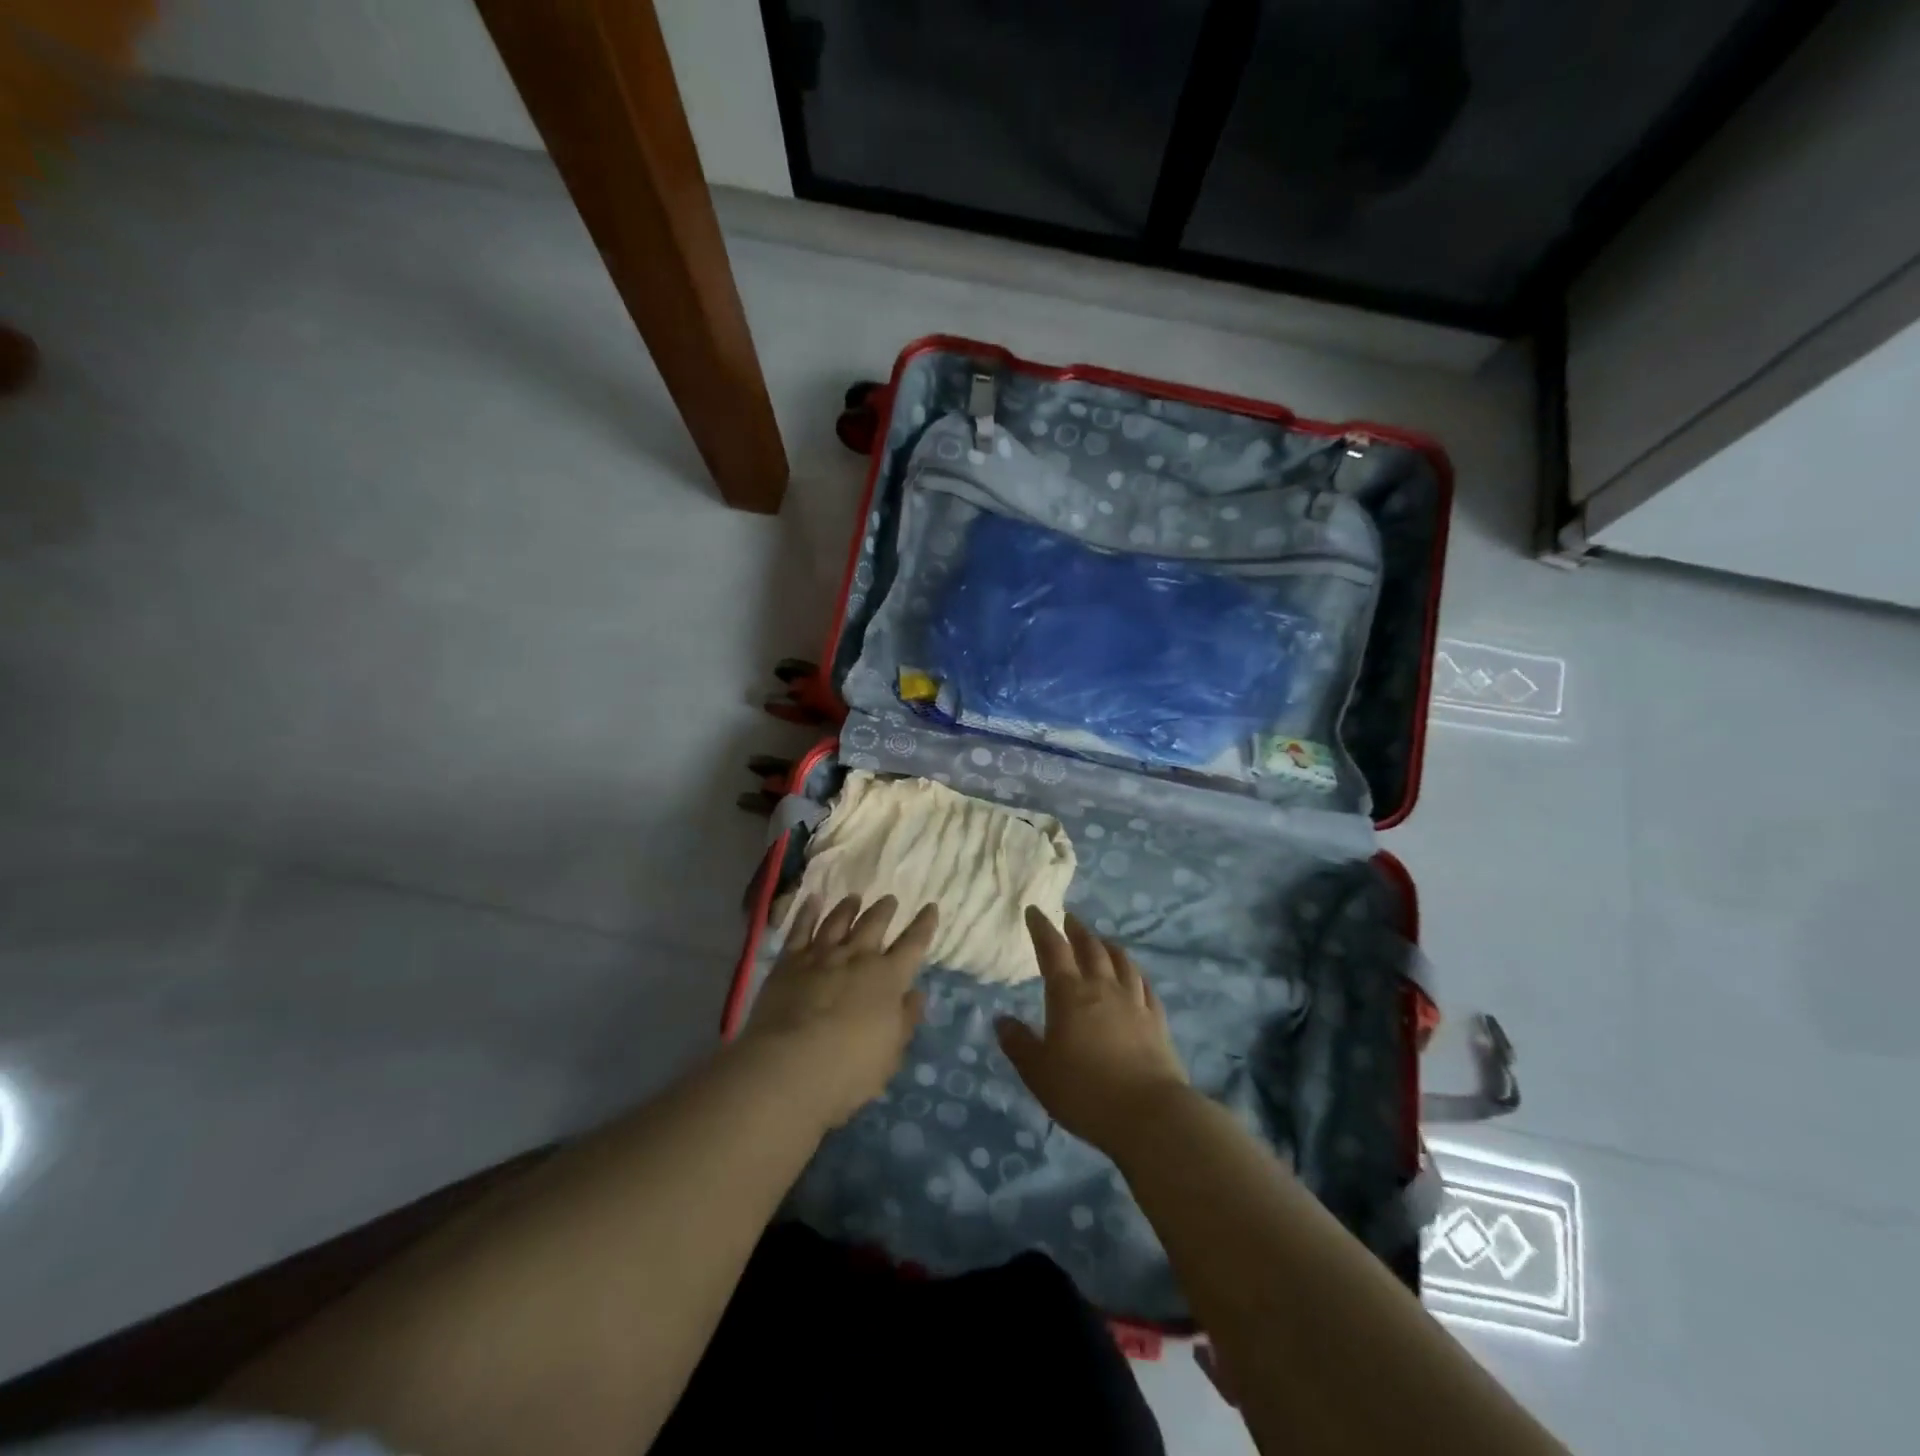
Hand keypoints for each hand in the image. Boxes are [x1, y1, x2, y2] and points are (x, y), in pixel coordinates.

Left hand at [742, 894, 936, 1129]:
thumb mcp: (891, 1053)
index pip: (913, 944)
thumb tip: (916, 994)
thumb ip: (905, 1020)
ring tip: (854, 898)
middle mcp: (858, 957)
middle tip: (890, 899)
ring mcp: (821, 955)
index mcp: (888, 978)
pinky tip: (812, 900)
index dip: (924, 925)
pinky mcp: (790, 962)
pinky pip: (800, 929)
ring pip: (838, 921)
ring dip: (849, 907)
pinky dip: (808, 912)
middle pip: (874, 924)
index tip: (930, 907)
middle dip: (885, 910)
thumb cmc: (849, 1069)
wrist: (790, 1066)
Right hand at [995, 908, 1189, 1152]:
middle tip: (1069, 920)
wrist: (1149, 1115)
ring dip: (1108, 946)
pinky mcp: (1157, 1021)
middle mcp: (1103, 988)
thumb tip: (1001, 1020)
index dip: (1042, 928)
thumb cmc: (1084, 1092)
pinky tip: (1135, 977)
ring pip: (1121, 961)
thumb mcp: (1038, 1073)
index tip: (1035, 911)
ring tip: (1101, 941)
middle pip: (1090, 948)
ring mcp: (1134, 1002)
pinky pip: (1145, 986)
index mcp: (1069, 994)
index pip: (1053, 949)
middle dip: (1077, 930)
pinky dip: (1135, 974)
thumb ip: (1019, 1044)